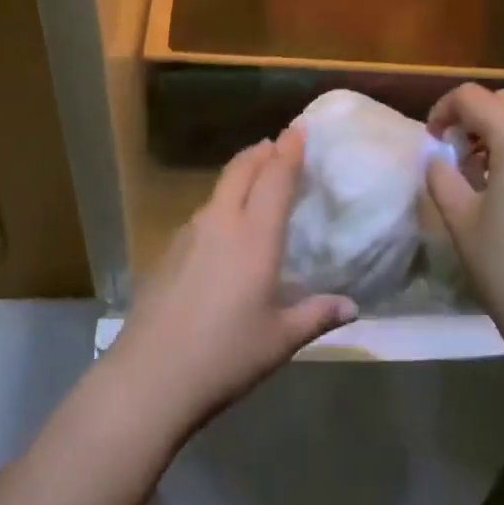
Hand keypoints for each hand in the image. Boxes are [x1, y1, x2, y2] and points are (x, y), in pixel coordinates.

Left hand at [104, 128, 357, 438]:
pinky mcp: (168, 250)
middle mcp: (221, 222)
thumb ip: (317, 316)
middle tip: (276, 144)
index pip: (276, 178)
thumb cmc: (226, 355)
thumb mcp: (280, 339)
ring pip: (218, 189)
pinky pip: (202, 213)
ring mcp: (189, 233)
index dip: (289, 150)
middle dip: (261, 152)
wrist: (151, 376)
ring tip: (254, 180)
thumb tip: (352, 306)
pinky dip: (220, 204)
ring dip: (239, 175)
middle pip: (241, 170)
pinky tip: (222, 229)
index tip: (298, 128)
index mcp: (255, 236)